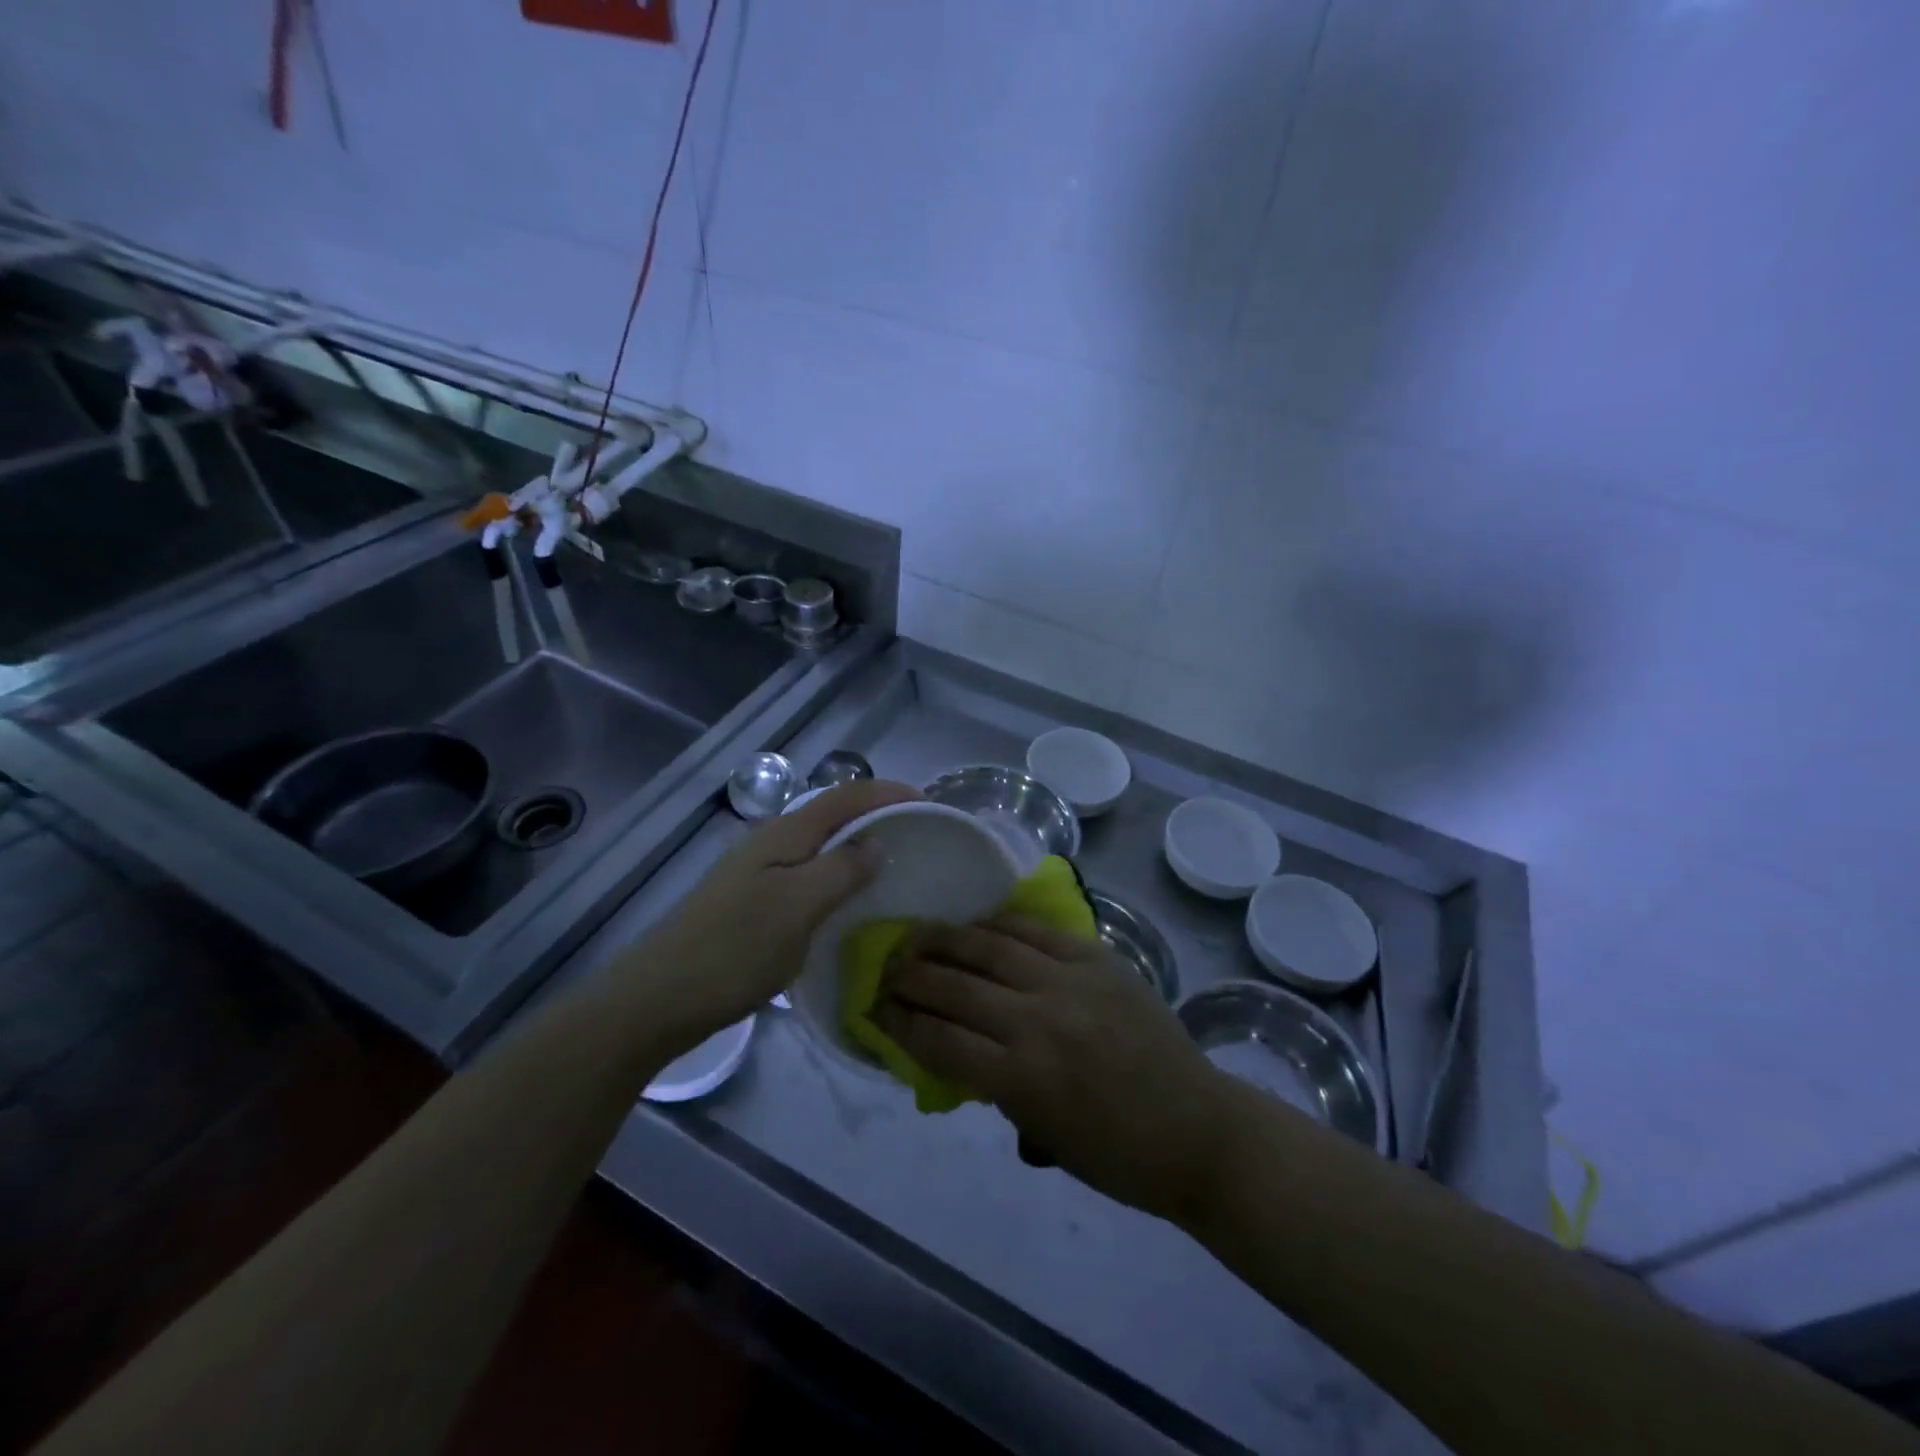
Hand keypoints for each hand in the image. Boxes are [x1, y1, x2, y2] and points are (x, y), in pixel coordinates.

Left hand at [628, 778, 919, 1046]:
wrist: (660, 998)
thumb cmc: (735, 949)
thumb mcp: (799, 907)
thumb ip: (841, 869)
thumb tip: (876, 844)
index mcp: (783, 834)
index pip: (844, 797)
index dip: (886, 793)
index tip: (928, 803)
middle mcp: (770, 843)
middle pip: (831, 814)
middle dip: (874, 814)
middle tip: (916, 833)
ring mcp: (756, 873)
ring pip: (818, 845)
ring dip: (855, 845)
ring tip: (890, 862)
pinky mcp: (751, 902)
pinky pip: (806, 873)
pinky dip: (835, 874)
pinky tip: (845, 899)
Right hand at [875, 914, 1232, 1220]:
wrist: (1197, 1129)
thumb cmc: (1117, 1154)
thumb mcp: (1042, 1135)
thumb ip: (994, 1088)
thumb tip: (955, 1049)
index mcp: (1021, 1079)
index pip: (939, 1040)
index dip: (899, 1022)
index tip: (876, 1009)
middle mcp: (1037, 1021)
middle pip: (955, 987)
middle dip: (911, 977)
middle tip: (887, 969)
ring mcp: (1069, 981)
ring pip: (989, 947)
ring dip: (945, 940)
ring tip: (917, 935)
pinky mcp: (1096, 958)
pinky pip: (1034, 930)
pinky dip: (998, 924)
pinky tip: (976, 923)